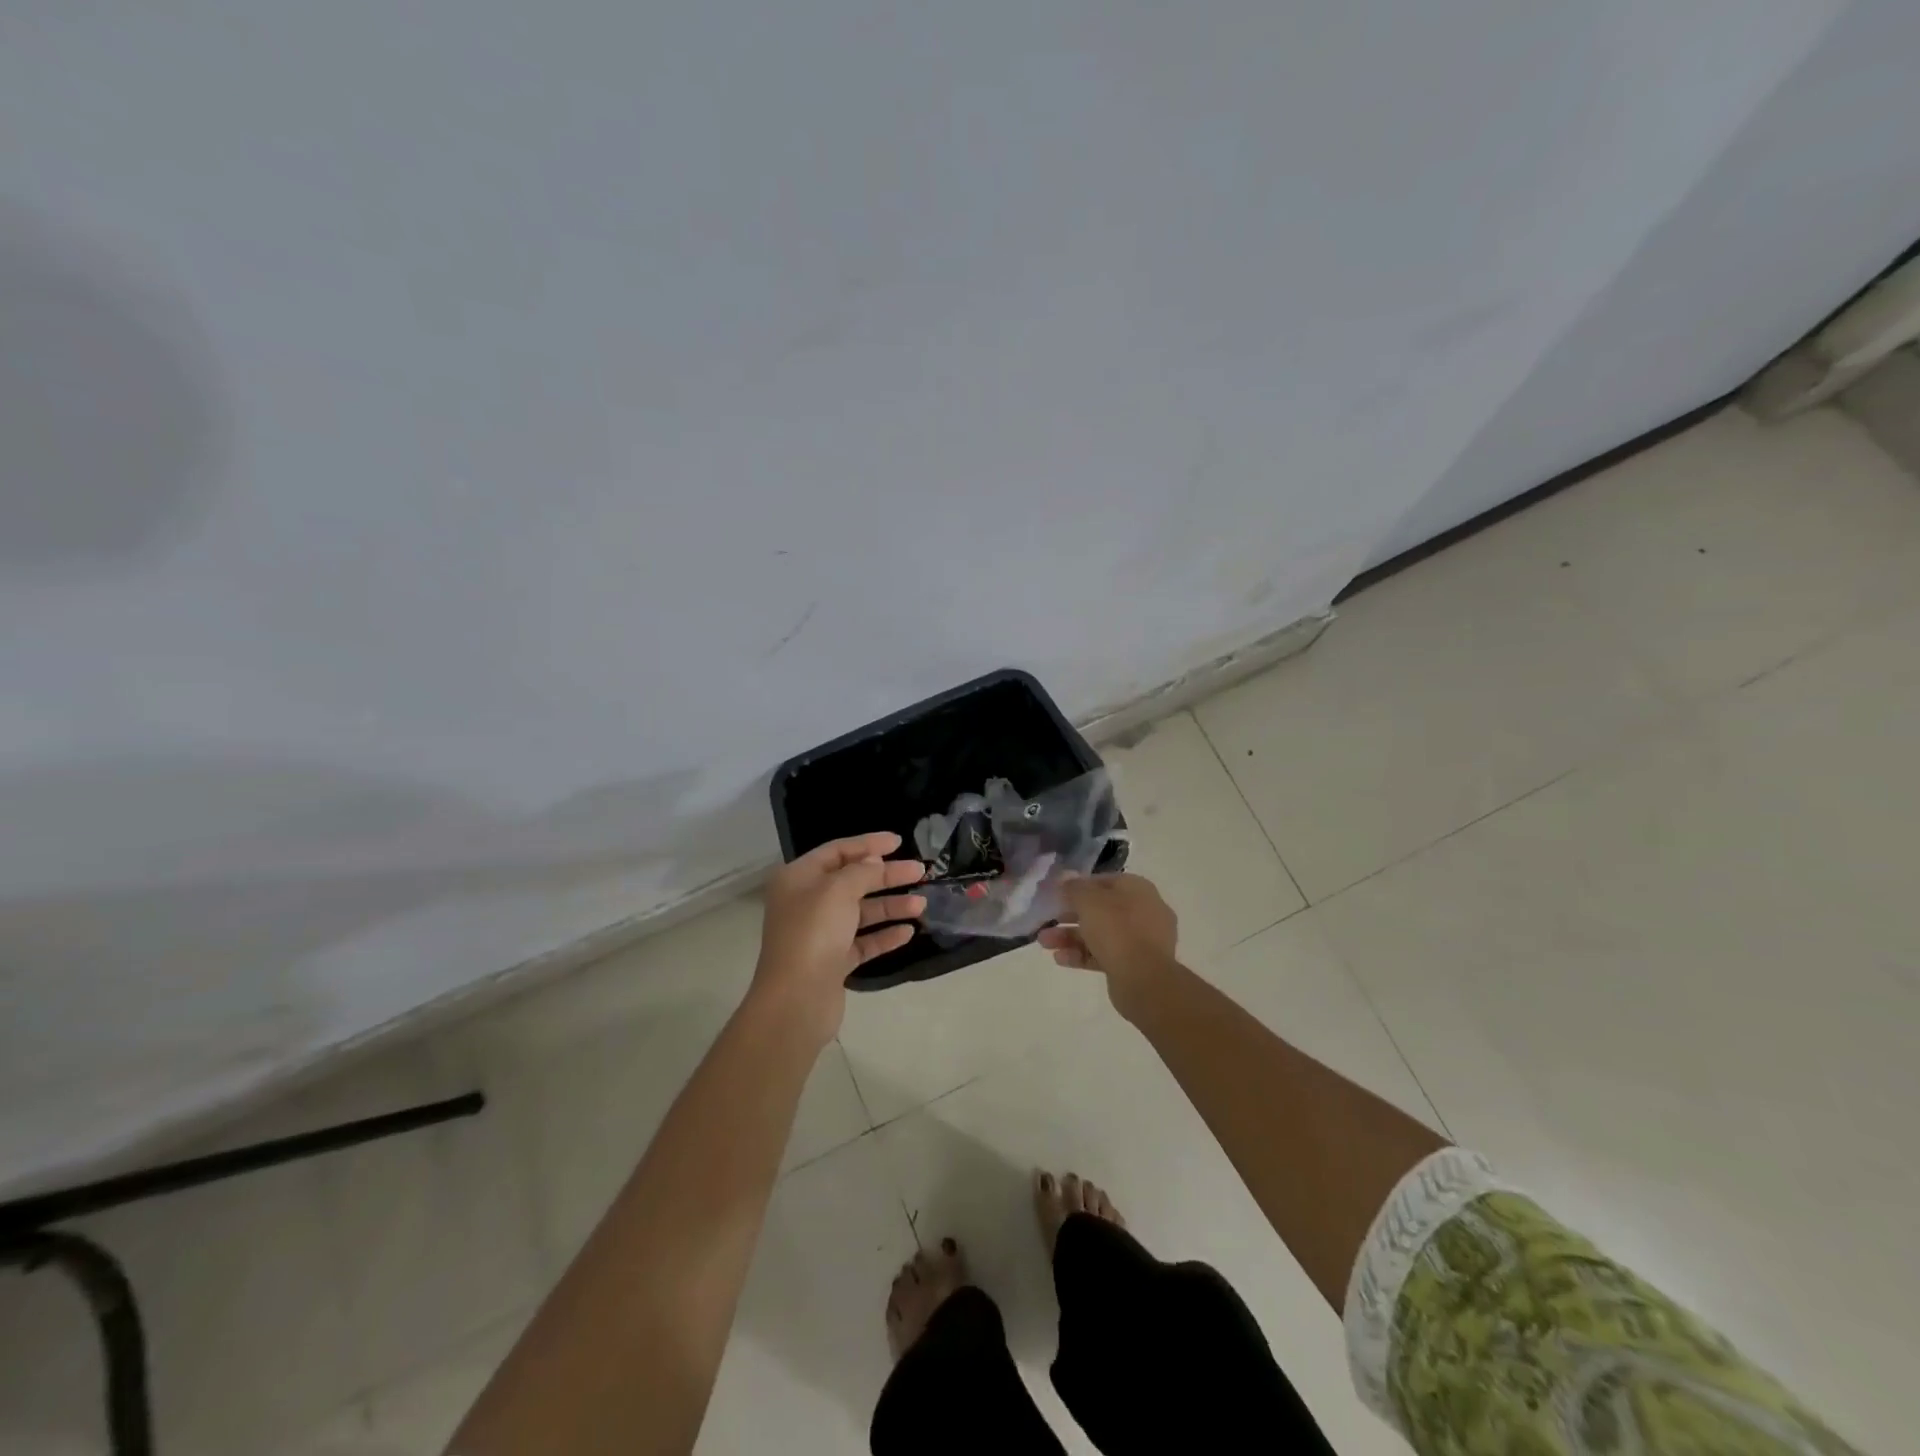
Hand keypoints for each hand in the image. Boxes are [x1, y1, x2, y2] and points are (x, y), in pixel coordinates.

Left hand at [752, 832, 925, 1045]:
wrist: (796, 1001)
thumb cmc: (813, 934)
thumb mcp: (838, 890)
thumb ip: (861, 871)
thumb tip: (874, 861)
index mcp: (798, 878)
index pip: (837, 851)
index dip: (868, 844)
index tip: (899, 842)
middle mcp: (806, 902)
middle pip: (853, 881)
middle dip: (886, 876)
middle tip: (919, 871)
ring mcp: (820, 934)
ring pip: (861, 912)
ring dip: (891, 906)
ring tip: (921, 904)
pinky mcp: (833, 961)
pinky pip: (863, 941)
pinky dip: (884, 935)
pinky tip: (908, 932)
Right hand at [1037, 872, 1178, 1020]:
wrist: (1144, 980)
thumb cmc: (1117, 930)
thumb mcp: (1089, 901)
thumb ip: (1074, 887)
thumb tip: (1064, 877)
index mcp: (1138, 889)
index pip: (1104, 881)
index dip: (1078, 886)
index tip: (1056, 894)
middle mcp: (1143, 911)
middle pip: (1100, 909)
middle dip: (1069, 916)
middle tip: (1046, 921)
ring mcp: (1141, 940)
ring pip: (1100, 934)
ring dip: (1070, 937)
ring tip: (1044, 943)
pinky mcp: (1134, 965)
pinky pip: (1105, 955)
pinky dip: (1082, 955)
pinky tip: (1059, 959)